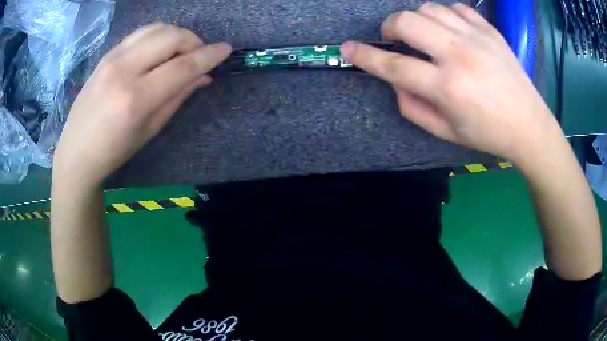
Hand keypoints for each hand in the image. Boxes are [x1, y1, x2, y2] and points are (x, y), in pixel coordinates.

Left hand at [53, 23, 231, 185]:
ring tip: (178, 51)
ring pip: (156, 28)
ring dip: (175, 34)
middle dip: (192, 41)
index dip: (208, 56)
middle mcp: (124, 70)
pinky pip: (140, 33)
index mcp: (136, 98)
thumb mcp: (150, 130)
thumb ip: (177, 97)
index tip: (226, 49)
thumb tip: (203, 76)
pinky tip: (158, 50)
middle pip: (170, 37)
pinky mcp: (106, 54)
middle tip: (197, 56)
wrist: (76, 151)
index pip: (182, 66)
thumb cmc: (114, 151)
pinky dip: (157, 36)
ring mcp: (112, 58)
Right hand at [341, 2, 559, 163]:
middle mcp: (458, 55)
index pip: (393, 65)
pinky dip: (444, 14)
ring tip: (423, 34)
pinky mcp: (489, 30)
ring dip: (416, 19)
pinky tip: (448, 29)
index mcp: (447, 87)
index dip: (365, 56)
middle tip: (394, 39)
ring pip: (428, 8)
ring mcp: (476, 38)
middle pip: (406, 22)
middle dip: (390, 27)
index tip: (347, 48)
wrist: (529, 125)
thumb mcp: (446, 132)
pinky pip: (456, 8)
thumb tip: (396, 81)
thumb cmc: (488, 133)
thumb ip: (413, 107)